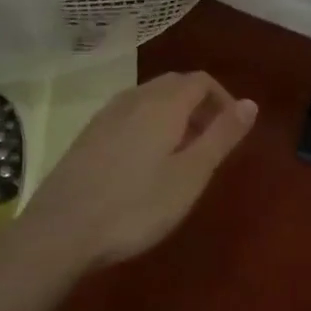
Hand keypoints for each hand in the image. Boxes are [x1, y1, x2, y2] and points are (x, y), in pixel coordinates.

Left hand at [12, 71, 257, 270]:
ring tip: (181, 155)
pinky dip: (149, 124)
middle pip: (174, 84)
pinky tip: (144, 162)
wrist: (60, 230)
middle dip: (200, 105)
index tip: (232, 132)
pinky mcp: (88, 134)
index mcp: (163, 103)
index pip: (201, 80)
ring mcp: (106, 115)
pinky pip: (129, 114)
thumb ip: (222, 136)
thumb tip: (251, 103)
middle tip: (210, 144)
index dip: (223, 99)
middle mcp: (134, 98)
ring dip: (174, 115)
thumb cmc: (136, 206)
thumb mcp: (190, 175)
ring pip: (149, 98)